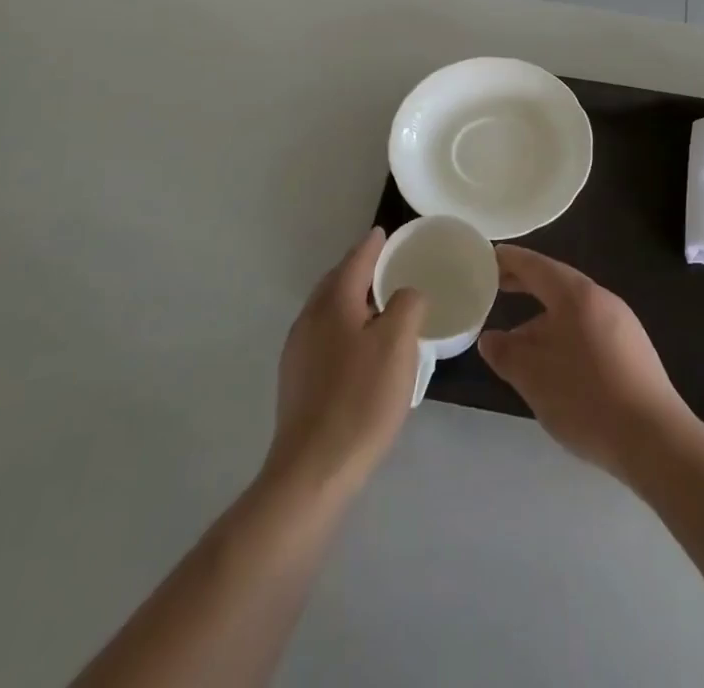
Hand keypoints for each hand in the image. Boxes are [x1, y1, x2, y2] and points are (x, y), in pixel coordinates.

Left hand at [265, 228, 426, 498]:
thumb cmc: (361, 399)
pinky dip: (343, 327)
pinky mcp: (296, 382)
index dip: (372, 245)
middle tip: (386, 266)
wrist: (312, 471)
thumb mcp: (398, 344)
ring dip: (351, 301)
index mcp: (333, 303)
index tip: (384, 233)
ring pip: (327, 311)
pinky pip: (324, 336)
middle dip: (359, 270)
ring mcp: (298, 352)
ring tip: (378, 306)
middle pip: (336, 283)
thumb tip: (407, 294)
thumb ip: (407, 305)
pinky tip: (359, 348)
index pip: (355, 260)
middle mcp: (309, 319)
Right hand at [477, 247, 695, 479]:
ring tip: (520, 342)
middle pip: (557, 284)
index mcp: (577, 295)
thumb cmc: (586, 398)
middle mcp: (602, 299)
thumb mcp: (533, 377)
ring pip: (573, 311)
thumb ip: (506, 353)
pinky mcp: (633, 351)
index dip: (510, 260)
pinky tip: (556, 366)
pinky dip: (565, 336)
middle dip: (526, 286)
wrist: (655, 439)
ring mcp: (623, 324)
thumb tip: (491, 338)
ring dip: (544, 319)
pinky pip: (589, 330)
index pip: (537, 266)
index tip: (488, 256)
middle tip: (496, 288)